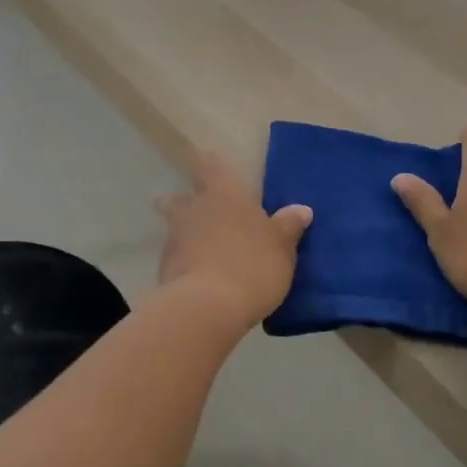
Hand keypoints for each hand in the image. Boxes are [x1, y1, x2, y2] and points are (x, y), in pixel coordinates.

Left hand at [156, 152, 311, 327]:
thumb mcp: (282, 247)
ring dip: (184, 232)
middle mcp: (196, 208)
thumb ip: (289, 226)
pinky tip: (196, 274)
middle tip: (193, 206)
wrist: (208, 307)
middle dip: (184, 200)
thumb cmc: (252, 265)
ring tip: (197, 245)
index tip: (205, 160)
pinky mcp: (165, 268)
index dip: (208, 162)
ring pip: (175, 226)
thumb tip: (301, 209)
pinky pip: (175, 257)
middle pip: (181, 197)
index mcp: (225, 194)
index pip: (211, 166)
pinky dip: (183, 261)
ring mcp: (175, 238)